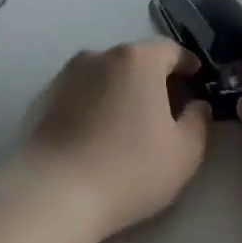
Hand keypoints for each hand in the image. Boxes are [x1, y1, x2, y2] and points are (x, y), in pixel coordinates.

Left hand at [4, 40, 211, 241]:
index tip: (197, 80)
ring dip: (121, 91)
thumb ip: (198, 121)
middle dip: (154, 78)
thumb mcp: (184, 152)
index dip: (188, 64)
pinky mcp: (43, 98)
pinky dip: (95, 104)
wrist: (53, 192)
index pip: (171, 50)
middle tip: (167, 107)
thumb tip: (196, 105)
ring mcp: (66, 75)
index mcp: (137, 60)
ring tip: (130, 123)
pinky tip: (98, 134)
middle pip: (135, 60)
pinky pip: (81, 94)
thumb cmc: (129, 169)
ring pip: (105, 76)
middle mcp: (99, 56)